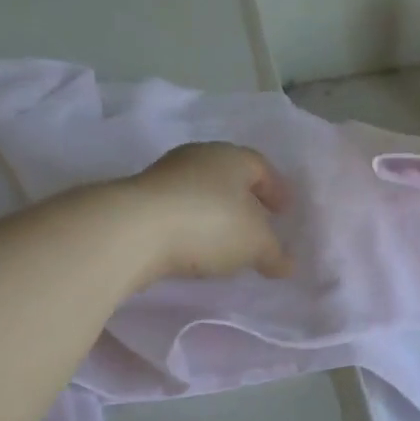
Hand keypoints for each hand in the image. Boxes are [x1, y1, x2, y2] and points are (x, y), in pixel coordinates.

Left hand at [114, 142, 292, 288]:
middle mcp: (199, 157)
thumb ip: (274, 252)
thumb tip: (287, 264)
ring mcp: (164, 176)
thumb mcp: (254, 243)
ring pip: (200, 192)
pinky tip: (193, 248)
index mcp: (232, 156)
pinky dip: (190, 225)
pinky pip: (176, 210)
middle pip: (229, 176)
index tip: (284, 211)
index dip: (276, 189)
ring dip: (214, 213)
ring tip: (225, 242)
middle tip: (257, 224)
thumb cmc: (209, 224)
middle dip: (245, 200)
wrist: (132, 231)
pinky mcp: (139, 199)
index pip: (261, 167)